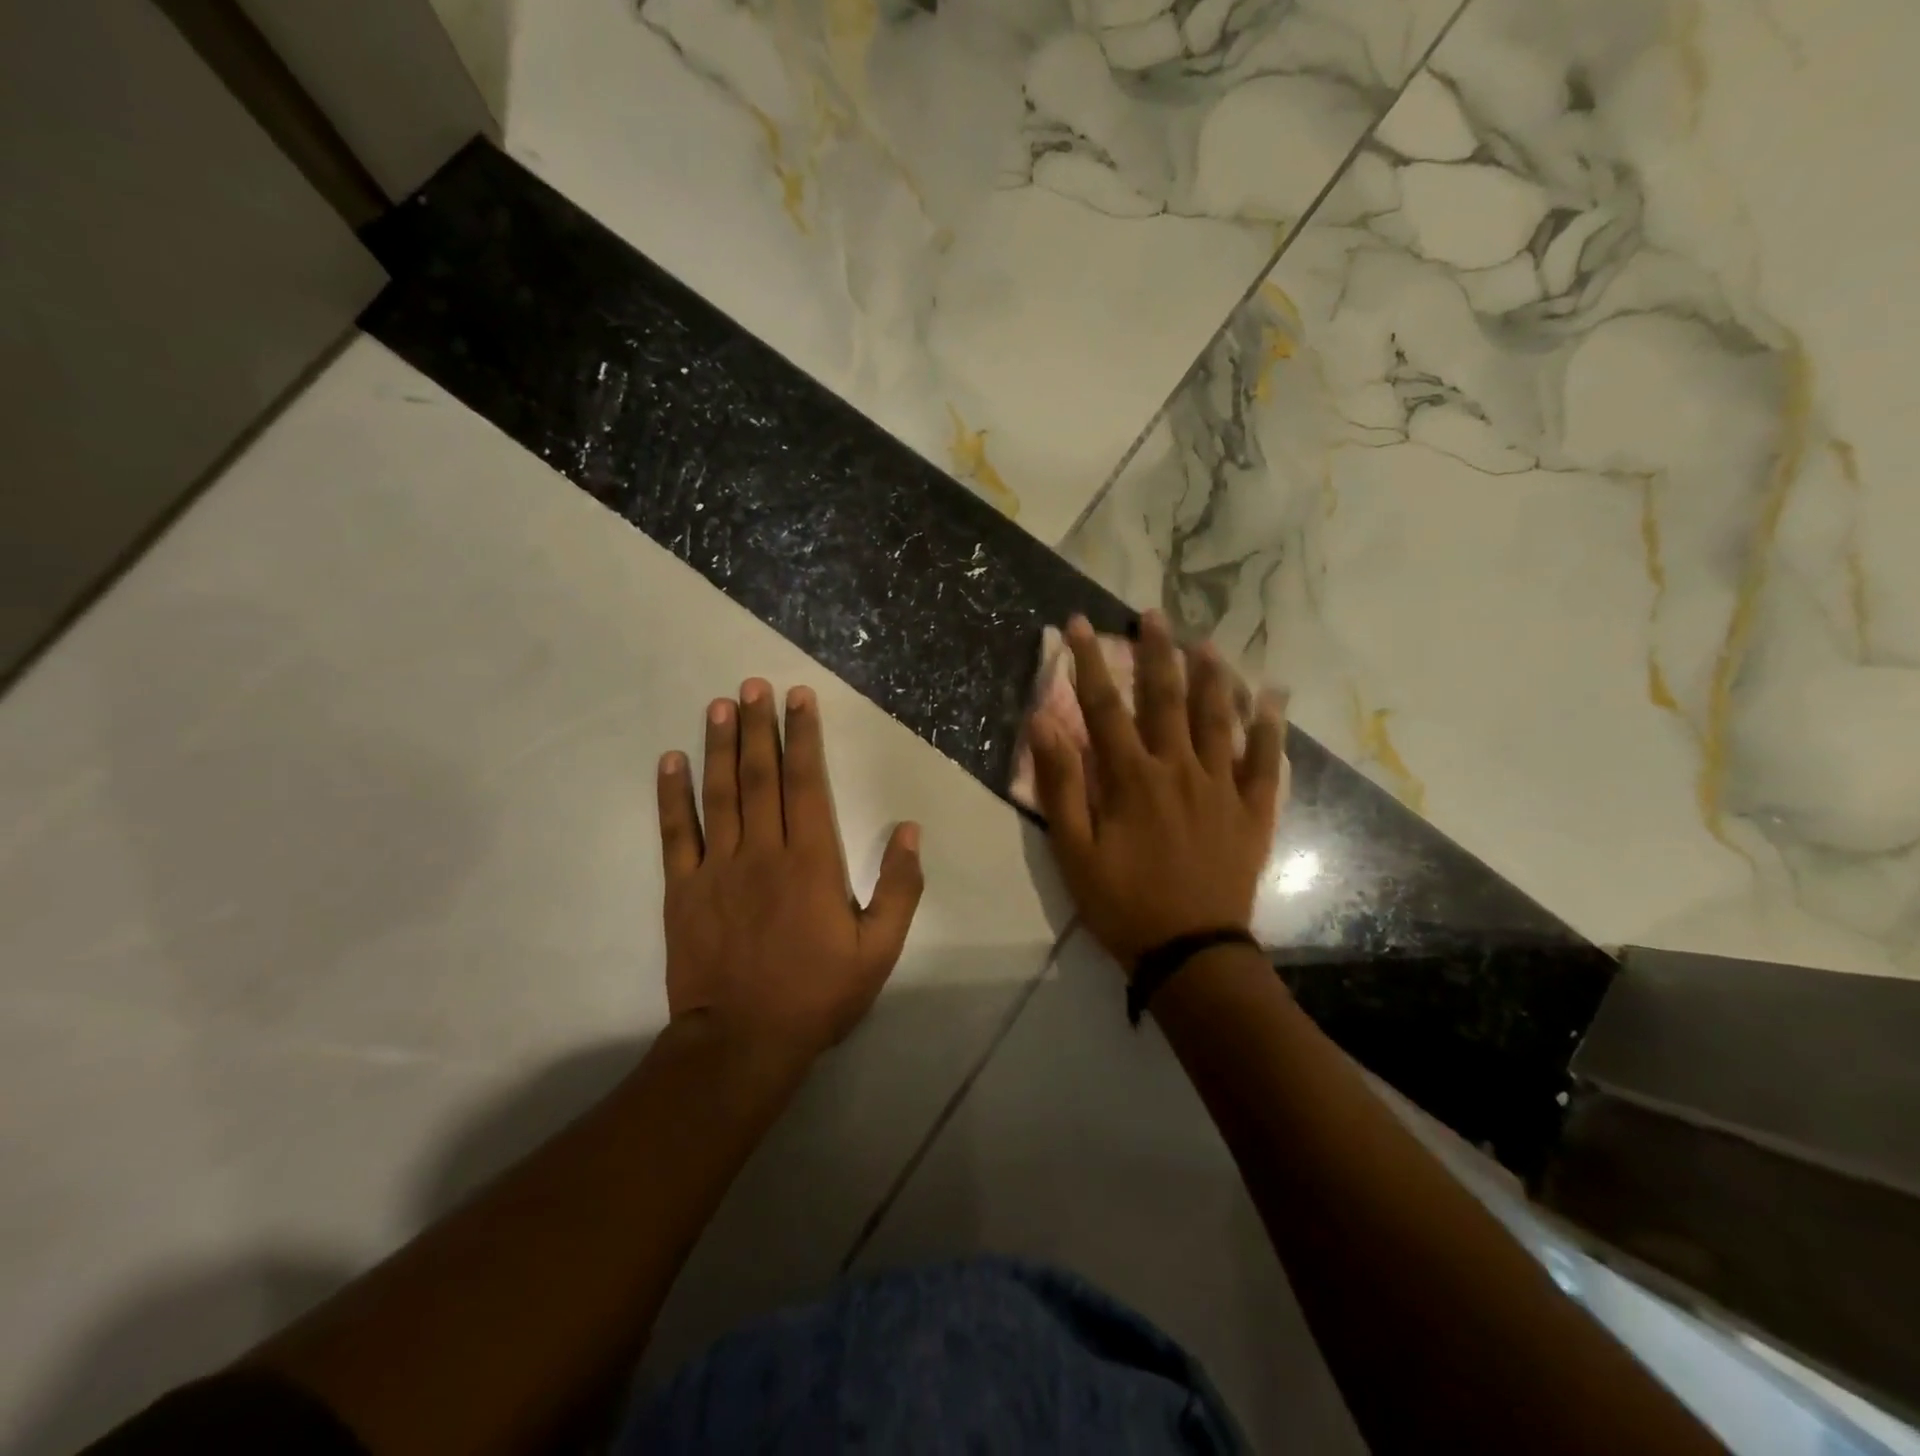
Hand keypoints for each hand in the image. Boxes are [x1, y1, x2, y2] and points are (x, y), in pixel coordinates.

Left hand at [656, 679, 924, 1061]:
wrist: (743, 1042)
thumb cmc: (817, 995)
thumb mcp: (878, 950)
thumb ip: (899, 888)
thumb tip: (909, 831)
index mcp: (811, 862)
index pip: (807, 783)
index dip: (802, 737)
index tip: (797, 699)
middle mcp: (763, 852)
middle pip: (759, 776)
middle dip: (758, 727)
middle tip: (753, 685)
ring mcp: (717, 868)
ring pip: (718, 794)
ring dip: (718, 746)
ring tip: (718, 706)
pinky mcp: (683, 890)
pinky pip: (676, 834)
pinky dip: (672, 795)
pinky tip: (670, 761)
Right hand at [1028, 612, 1284, 970]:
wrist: (1191, 951)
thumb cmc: (1123, 903)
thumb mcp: (1074, 851)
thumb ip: (1060, 784)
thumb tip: (1043, 722)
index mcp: (1131, 778)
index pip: (1104, 706)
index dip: (1089, 662)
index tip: (1078, 624)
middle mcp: (1179, 768)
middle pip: (1166, 698)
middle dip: (1156, 652)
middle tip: (1151, 615)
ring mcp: (1222, 786)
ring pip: (1218, 717)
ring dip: (1211, 675)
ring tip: (1206, 641)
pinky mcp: (1253, 809)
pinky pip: (1266, 759)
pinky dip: (1270, 726)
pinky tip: (1273, 697)